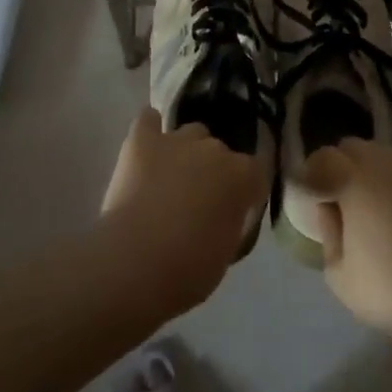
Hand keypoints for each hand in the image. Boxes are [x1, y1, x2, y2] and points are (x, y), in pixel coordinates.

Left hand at [98, 108, 266, 316]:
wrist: (134, 264)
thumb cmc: (188, 270)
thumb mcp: (227, 251)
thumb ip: (232, 220)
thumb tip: (225, 212)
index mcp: (242, 175)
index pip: (256, 171)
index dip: (247, 189)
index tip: (237, 207)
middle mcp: (214, 148)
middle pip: (220, 151)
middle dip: (213, 171)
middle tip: (199, 201)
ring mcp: (177, 140)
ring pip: (190, 133)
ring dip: (186, 152)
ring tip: (170, 178)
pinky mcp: (142, 140)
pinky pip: (148, 120)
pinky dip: (149, 129)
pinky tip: (147, 144)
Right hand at [300, 139, 391, 361]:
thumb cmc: (388, 292)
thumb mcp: (338, 273)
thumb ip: (328, 231)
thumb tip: (328, 207)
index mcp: (357, 183)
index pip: (325, 157)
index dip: (312, 171)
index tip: (308, 193)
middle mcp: (386, 169)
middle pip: (354, 147)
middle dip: (338, 164)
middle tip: (334, 195)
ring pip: (382, 156)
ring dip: (366, 170)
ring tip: (364, 204)